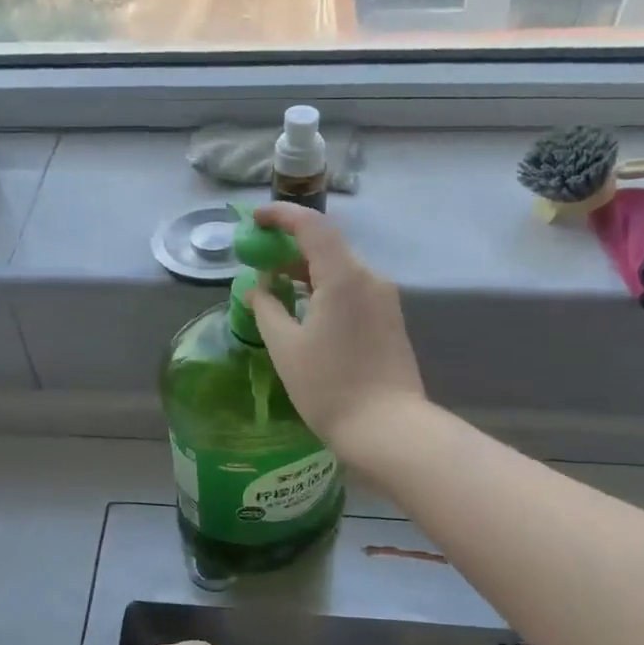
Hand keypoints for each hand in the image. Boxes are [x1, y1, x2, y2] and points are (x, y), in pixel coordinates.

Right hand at [246, 202, 425, 461]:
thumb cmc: (329, 387)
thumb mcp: (285, 347)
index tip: (254, 220)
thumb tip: (258, 288)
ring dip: (306, 270)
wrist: (389, 429)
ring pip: (340, 269)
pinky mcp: (388, 320)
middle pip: (327, 245)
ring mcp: (384, 299)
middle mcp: (369, 278)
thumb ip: (267, 308)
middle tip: (258, 257)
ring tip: (274, 285)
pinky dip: (324, 288)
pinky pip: (352, 290)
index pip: (312, 226)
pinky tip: (304, 308)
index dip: (281, 215)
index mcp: (344, 276)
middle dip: (289, 246)